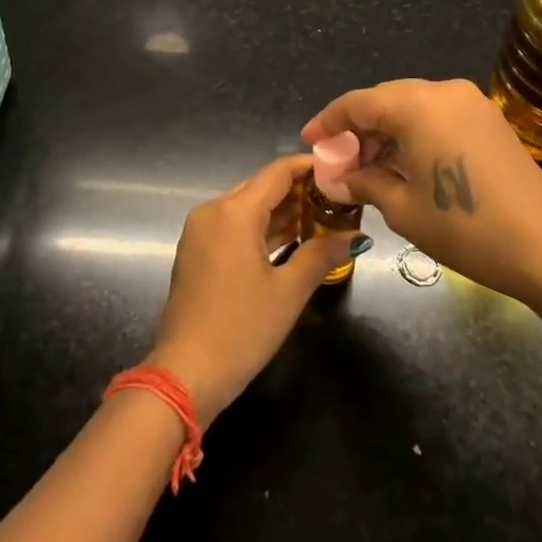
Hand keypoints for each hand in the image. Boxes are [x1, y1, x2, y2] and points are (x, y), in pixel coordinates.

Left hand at [149, 156, 358, 426]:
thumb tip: (355, 236)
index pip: (278, 172)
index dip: (310, 167)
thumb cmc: (241, 329)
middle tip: (337, 200)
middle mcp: (213, 210)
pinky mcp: (197, 251)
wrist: (186, 374)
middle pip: (262, 187)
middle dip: (299, 191)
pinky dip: (261, 228)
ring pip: (247, 207)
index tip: (339, 171)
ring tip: (322, 219)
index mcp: (234, 211)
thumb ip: (322, 255)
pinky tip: (290, 240)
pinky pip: (234, 226)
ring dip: (281, 212)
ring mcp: (201, 231)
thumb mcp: (288, 292)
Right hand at [302, 78, 541, 306]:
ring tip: (368, 169)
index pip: (358, 103)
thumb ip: (364, 183)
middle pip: (385, 100)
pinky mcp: (488, 119)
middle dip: (358, 129)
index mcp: (417, 105)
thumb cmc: (465, 227)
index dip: (329, 122)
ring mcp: (470, 102)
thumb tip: (339, 180)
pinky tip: (404, 164)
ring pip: (412, 107)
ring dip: (386, 132)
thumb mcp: (403, 209)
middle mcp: (442, 91)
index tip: (309, 141)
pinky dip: (414, 134)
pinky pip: (437, 115)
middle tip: (339, 162)